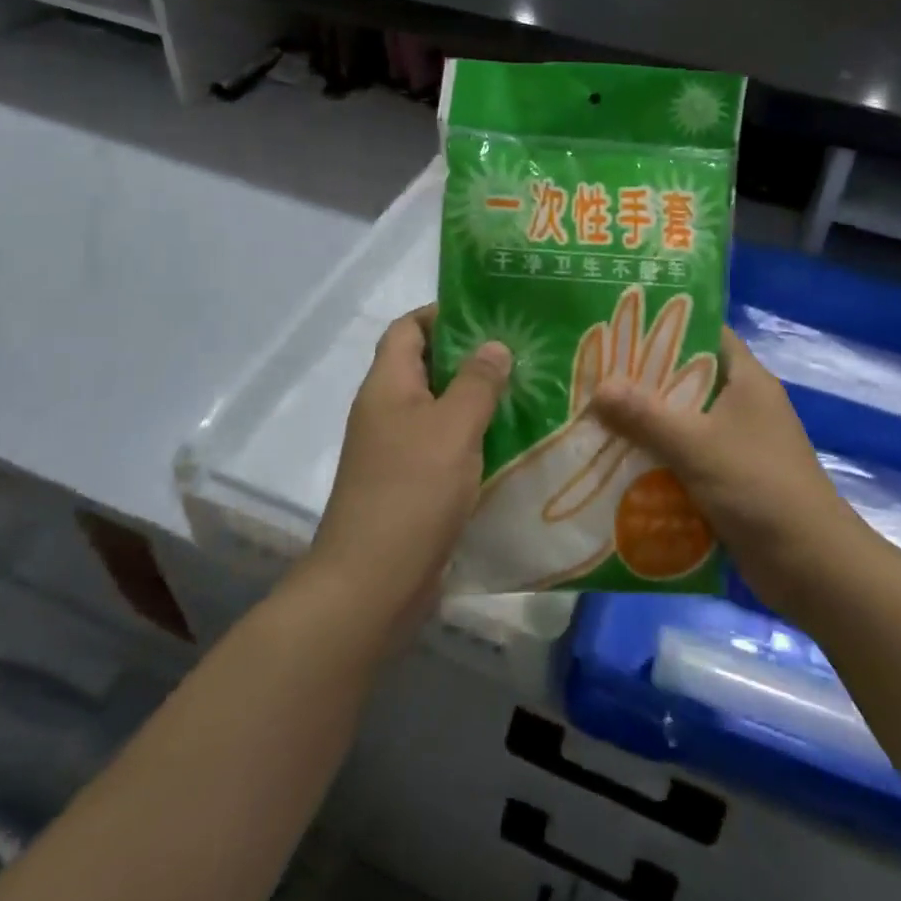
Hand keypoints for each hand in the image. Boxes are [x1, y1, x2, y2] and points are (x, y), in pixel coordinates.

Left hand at [304, 306, 510, 650]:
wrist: (371, 586)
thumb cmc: (411, 492)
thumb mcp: (453, 428)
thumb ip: (477, 382)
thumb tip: (494, 345)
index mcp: (387, 386)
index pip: (408, 328)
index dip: (443, 314)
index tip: (490, 314)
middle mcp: (387, 411)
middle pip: (427, 366)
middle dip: (472, 356)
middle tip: (522, 352)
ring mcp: (396, 451)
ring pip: (440, 409)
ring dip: (477, 400)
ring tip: (528, 391)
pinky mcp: (411, 485)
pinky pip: (445, 446)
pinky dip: (474, 438)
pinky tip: (512, 442)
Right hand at [591, 329, 865, 619]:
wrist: (812, 566)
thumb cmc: (758, 486)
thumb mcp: (696, 446)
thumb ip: (645, 416)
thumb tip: (599, 386)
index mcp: (747, 380)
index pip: (706, 335)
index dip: (668, 327)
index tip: (622, 328)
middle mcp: (744, 405)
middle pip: (688, 381)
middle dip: (644, 383)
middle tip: (596, 377)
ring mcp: (740, 445)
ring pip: (685, 424)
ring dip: (648, 427)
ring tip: (596, 420)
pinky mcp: (732, 481)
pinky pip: (688, 461)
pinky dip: (660, 463)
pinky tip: (620, 468)